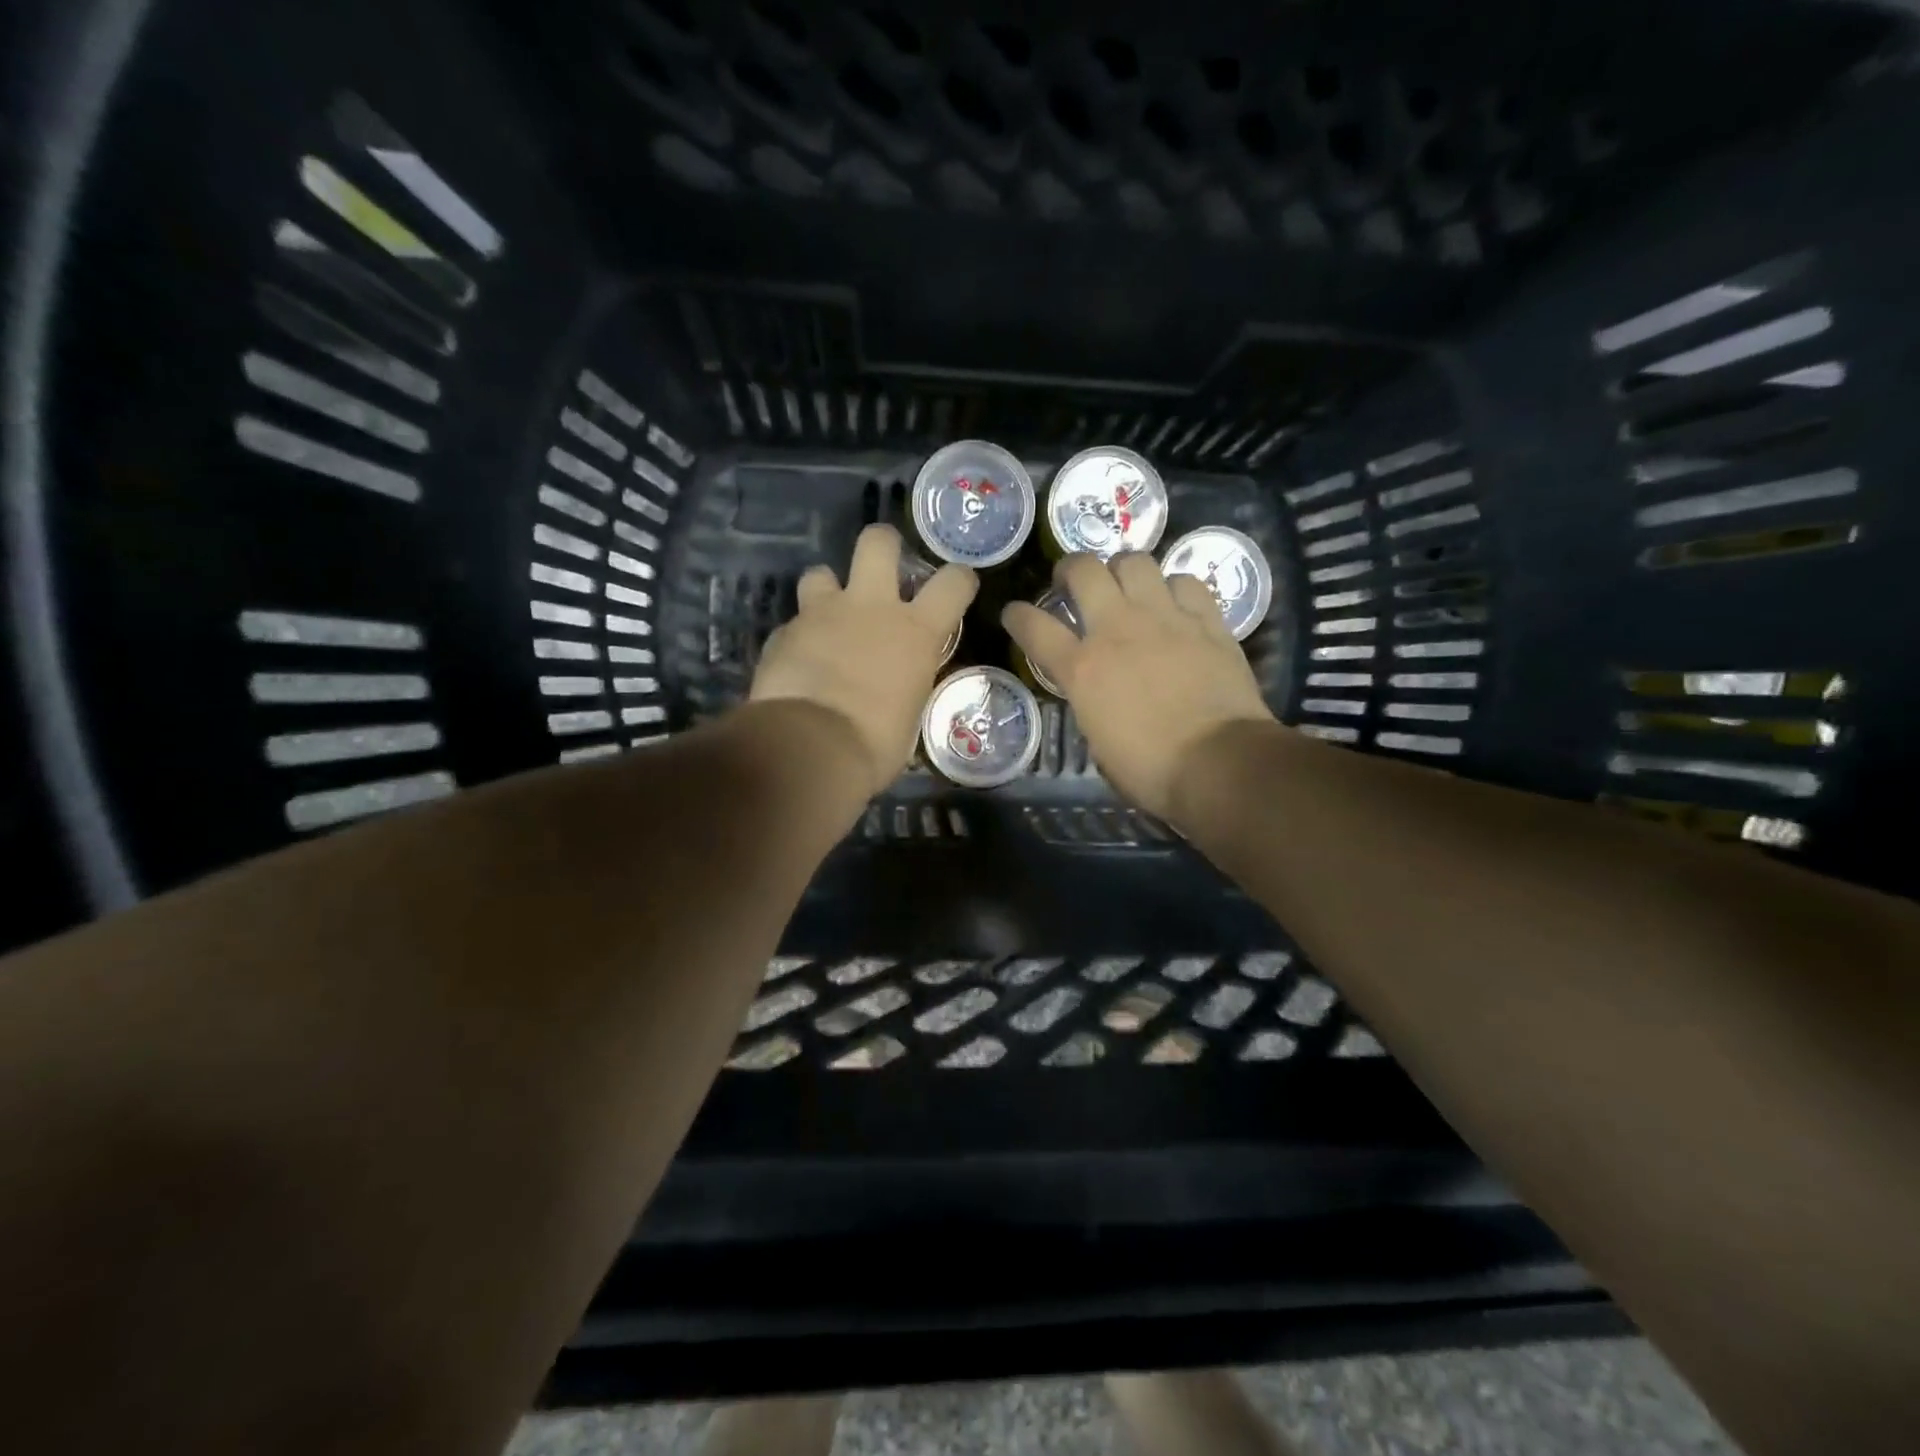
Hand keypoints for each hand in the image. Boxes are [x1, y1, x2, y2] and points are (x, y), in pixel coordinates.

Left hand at [751, 524, 977, 796]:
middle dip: (882, 545)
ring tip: (826, 617)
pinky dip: (797, 638)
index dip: (960, 579)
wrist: (809, 748)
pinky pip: (792, 623)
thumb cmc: (874, 745)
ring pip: (820, 572)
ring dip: (826, 590)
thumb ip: (906, 688)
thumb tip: (897, 694)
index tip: (958, 587)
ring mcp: (822, 614)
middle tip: (881, 567)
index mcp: (916, 631)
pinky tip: (796, 662)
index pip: (954, 582)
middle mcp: (871, 607)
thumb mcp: (909, 718)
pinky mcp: (782, 632)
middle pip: (877, 541)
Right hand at [1002, 553, 1273, 820]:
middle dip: (1070, 568)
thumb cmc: (1151, 770)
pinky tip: (1175, 603)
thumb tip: (1097, 698)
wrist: (1219, 763)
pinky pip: (1185, 582)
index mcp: (1082, 668)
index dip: (1017, 616)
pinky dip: (1174, 588)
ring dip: (1123, 570)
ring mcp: (1164, 618)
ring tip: (1126, 585)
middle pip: (1084, 570)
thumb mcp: (1099, 742)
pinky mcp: (1206, 620)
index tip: (1014, 614)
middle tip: (1073, 582)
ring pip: (1135, 561)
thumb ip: (1090, 705)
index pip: (1034, 627)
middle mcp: (1117, 629)